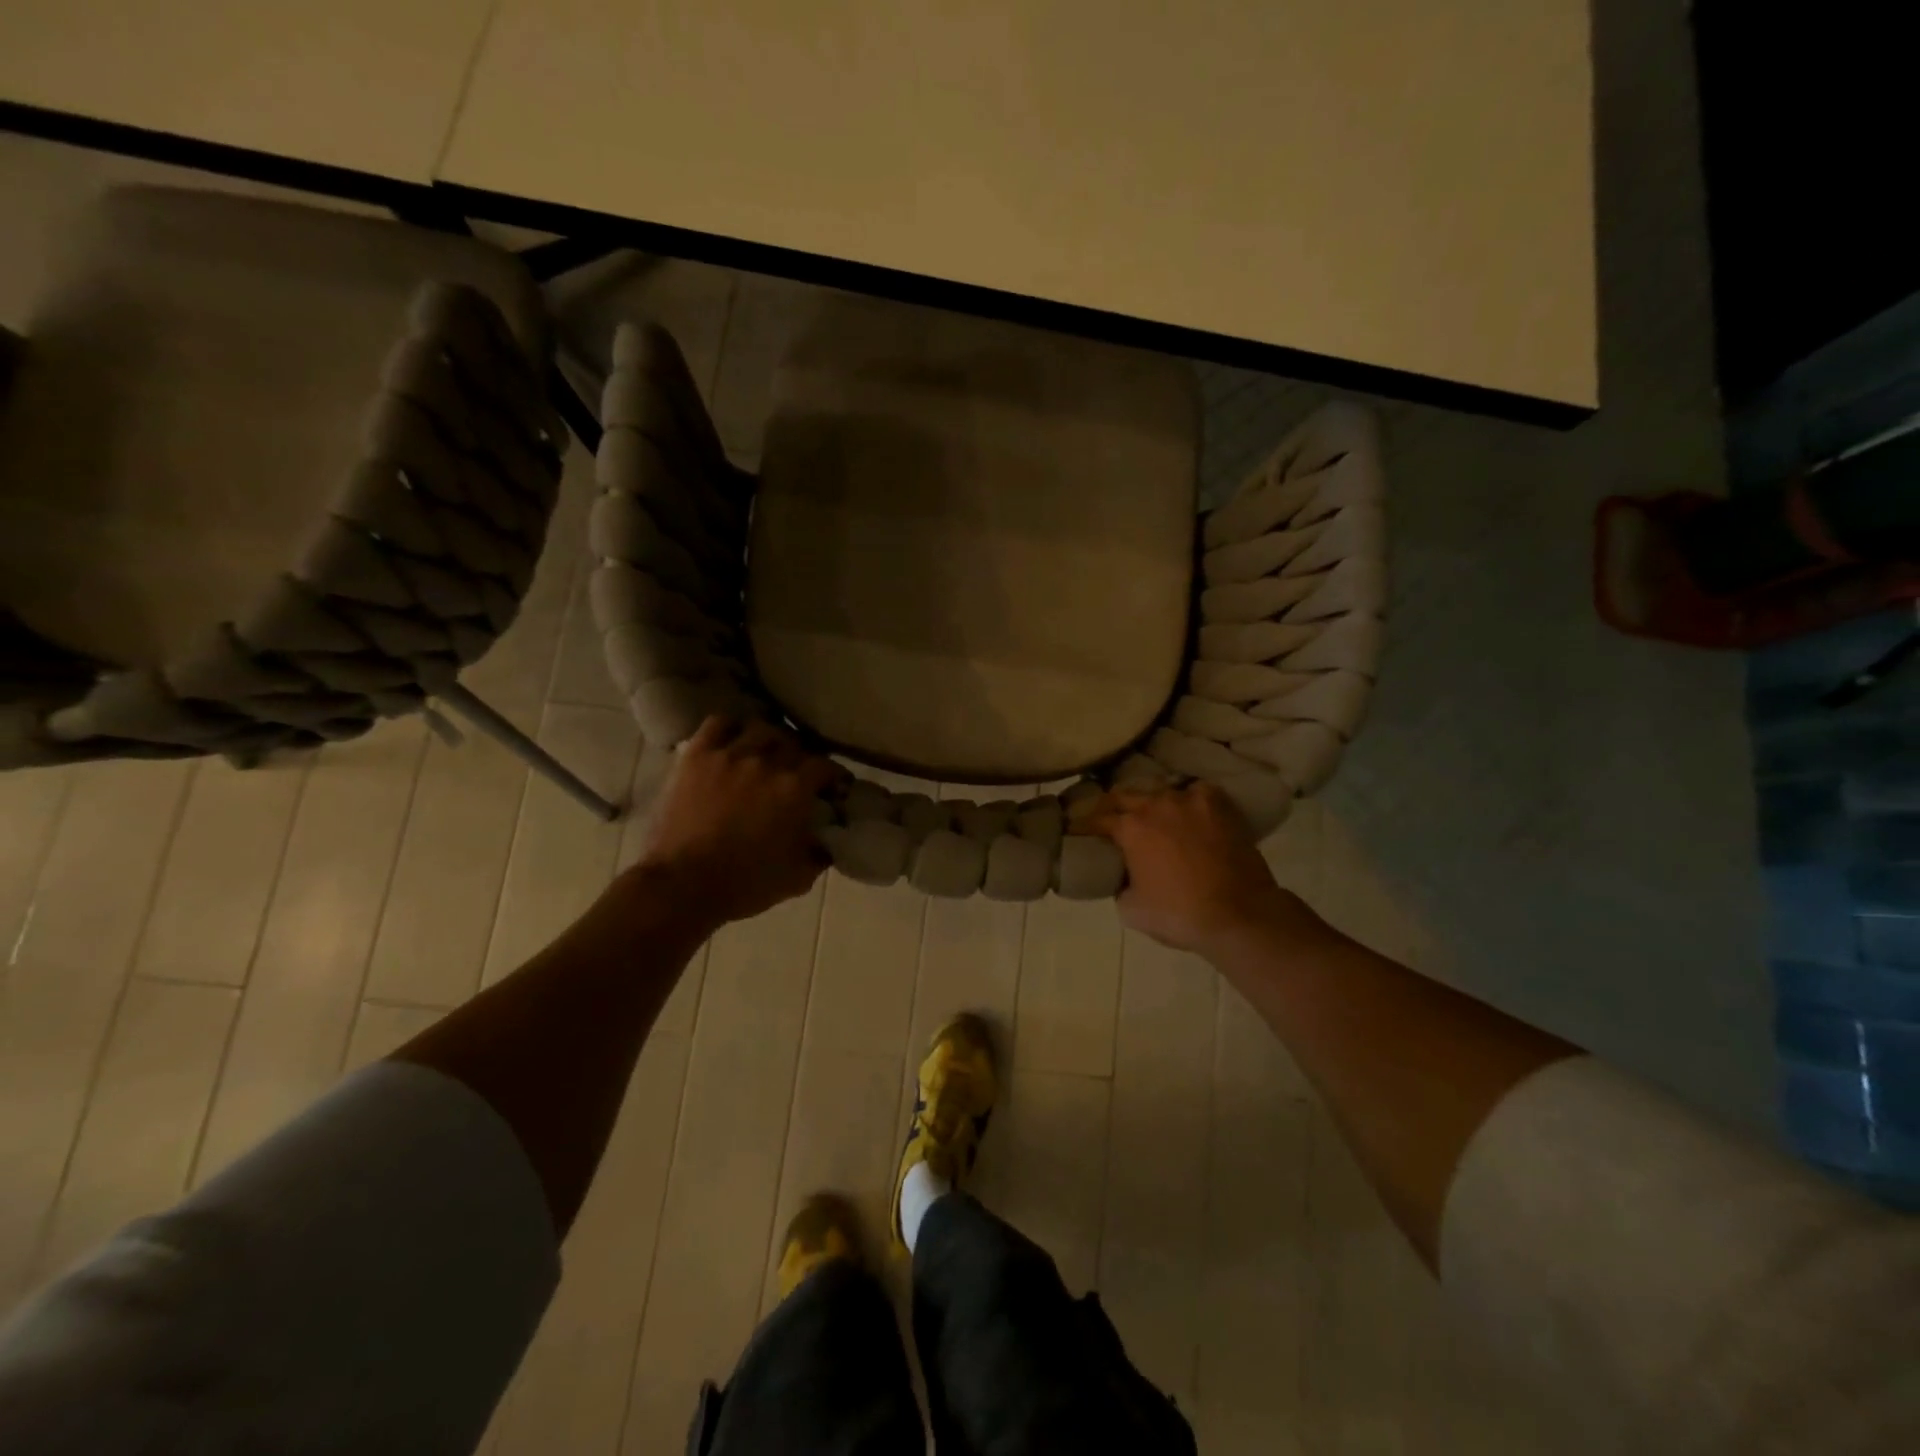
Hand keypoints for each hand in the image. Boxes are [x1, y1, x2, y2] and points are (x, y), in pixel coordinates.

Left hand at [630, 717, 843, 928]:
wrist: (683, 885)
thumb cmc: (745, 884)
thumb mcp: (798, 878)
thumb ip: (820, 854)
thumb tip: (829, 843)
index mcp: (795, 788)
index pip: (826, 766)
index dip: (834, 775)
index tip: (835, 786)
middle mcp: (767, 762)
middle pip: (795, 743)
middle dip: (802, 756)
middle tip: (799, 771)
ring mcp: (730, 754)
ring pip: (760, 728)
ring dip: (769, 739)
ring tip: (765, 751)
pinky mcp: (697, 755)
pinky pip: (718, 724)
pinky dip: (729, 728)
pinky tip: (732, 741)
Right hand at [1082, 783, 1298, 956]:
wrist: (1239, 915)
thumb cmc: (1180, 914)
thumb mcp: (1131, 909)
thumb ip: (1119, 884)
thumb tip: (1122, 875)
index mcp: (1130, 828)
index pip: (1095, 819)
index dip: (1082, 825)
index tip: (1074, 829)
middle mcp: (1155, 804)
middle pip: (1123, 796)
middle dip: (1110, 807)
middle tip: (1105, 819)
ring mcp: (1189, 800)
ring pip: (1159, 792)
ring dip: (1149, 803)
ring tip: (1149, 815)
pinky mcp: (1218, 805)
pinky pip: (1195, 792)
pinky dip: (1187, 800)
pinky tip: (1188, 811)